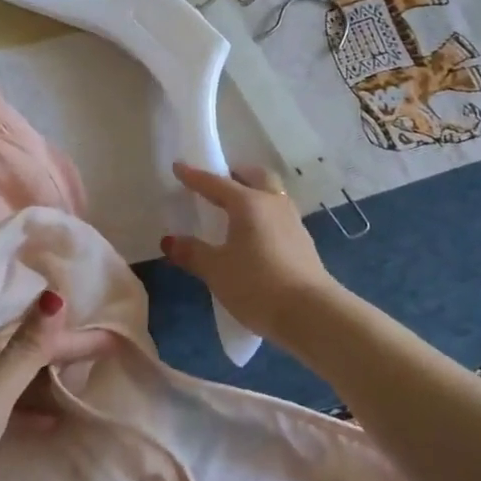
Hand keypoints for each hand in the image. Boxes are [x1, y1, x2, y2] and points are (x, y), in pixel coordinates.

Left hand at [0, 291, 93, 480]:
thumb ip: (26, 350)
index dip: (74, 338)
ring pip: (17, 380)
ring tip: (83, 387)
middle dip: (63, 354)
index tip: (113, 341)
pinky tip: (49, 422)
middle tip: (104, 359)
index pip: (36, 337)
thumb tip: (55, 296)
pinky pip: (9, 407)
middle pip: (26, 354)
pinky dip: (32, 409)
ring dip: (49, 381)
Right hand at [161, 162, 337, 341]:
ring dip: (255, 193)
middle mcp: (273, 204)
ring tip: (237, 209)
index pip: (216, 183)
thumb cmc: (257, 284)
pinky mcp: (303, 242)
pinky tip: (256, 235)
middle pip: (256, 177)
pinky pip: (279, 216)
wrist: (310, 313)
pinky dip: (264, 215)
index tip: (179, 166)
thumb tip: (169, 241)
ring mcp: (293, 222)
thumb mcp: (216, 270)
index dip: (195, 176)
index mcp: (249, 203)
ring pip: (272, 195)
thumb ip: (192, 253)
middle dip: (237, 175)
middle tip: (220, 182)